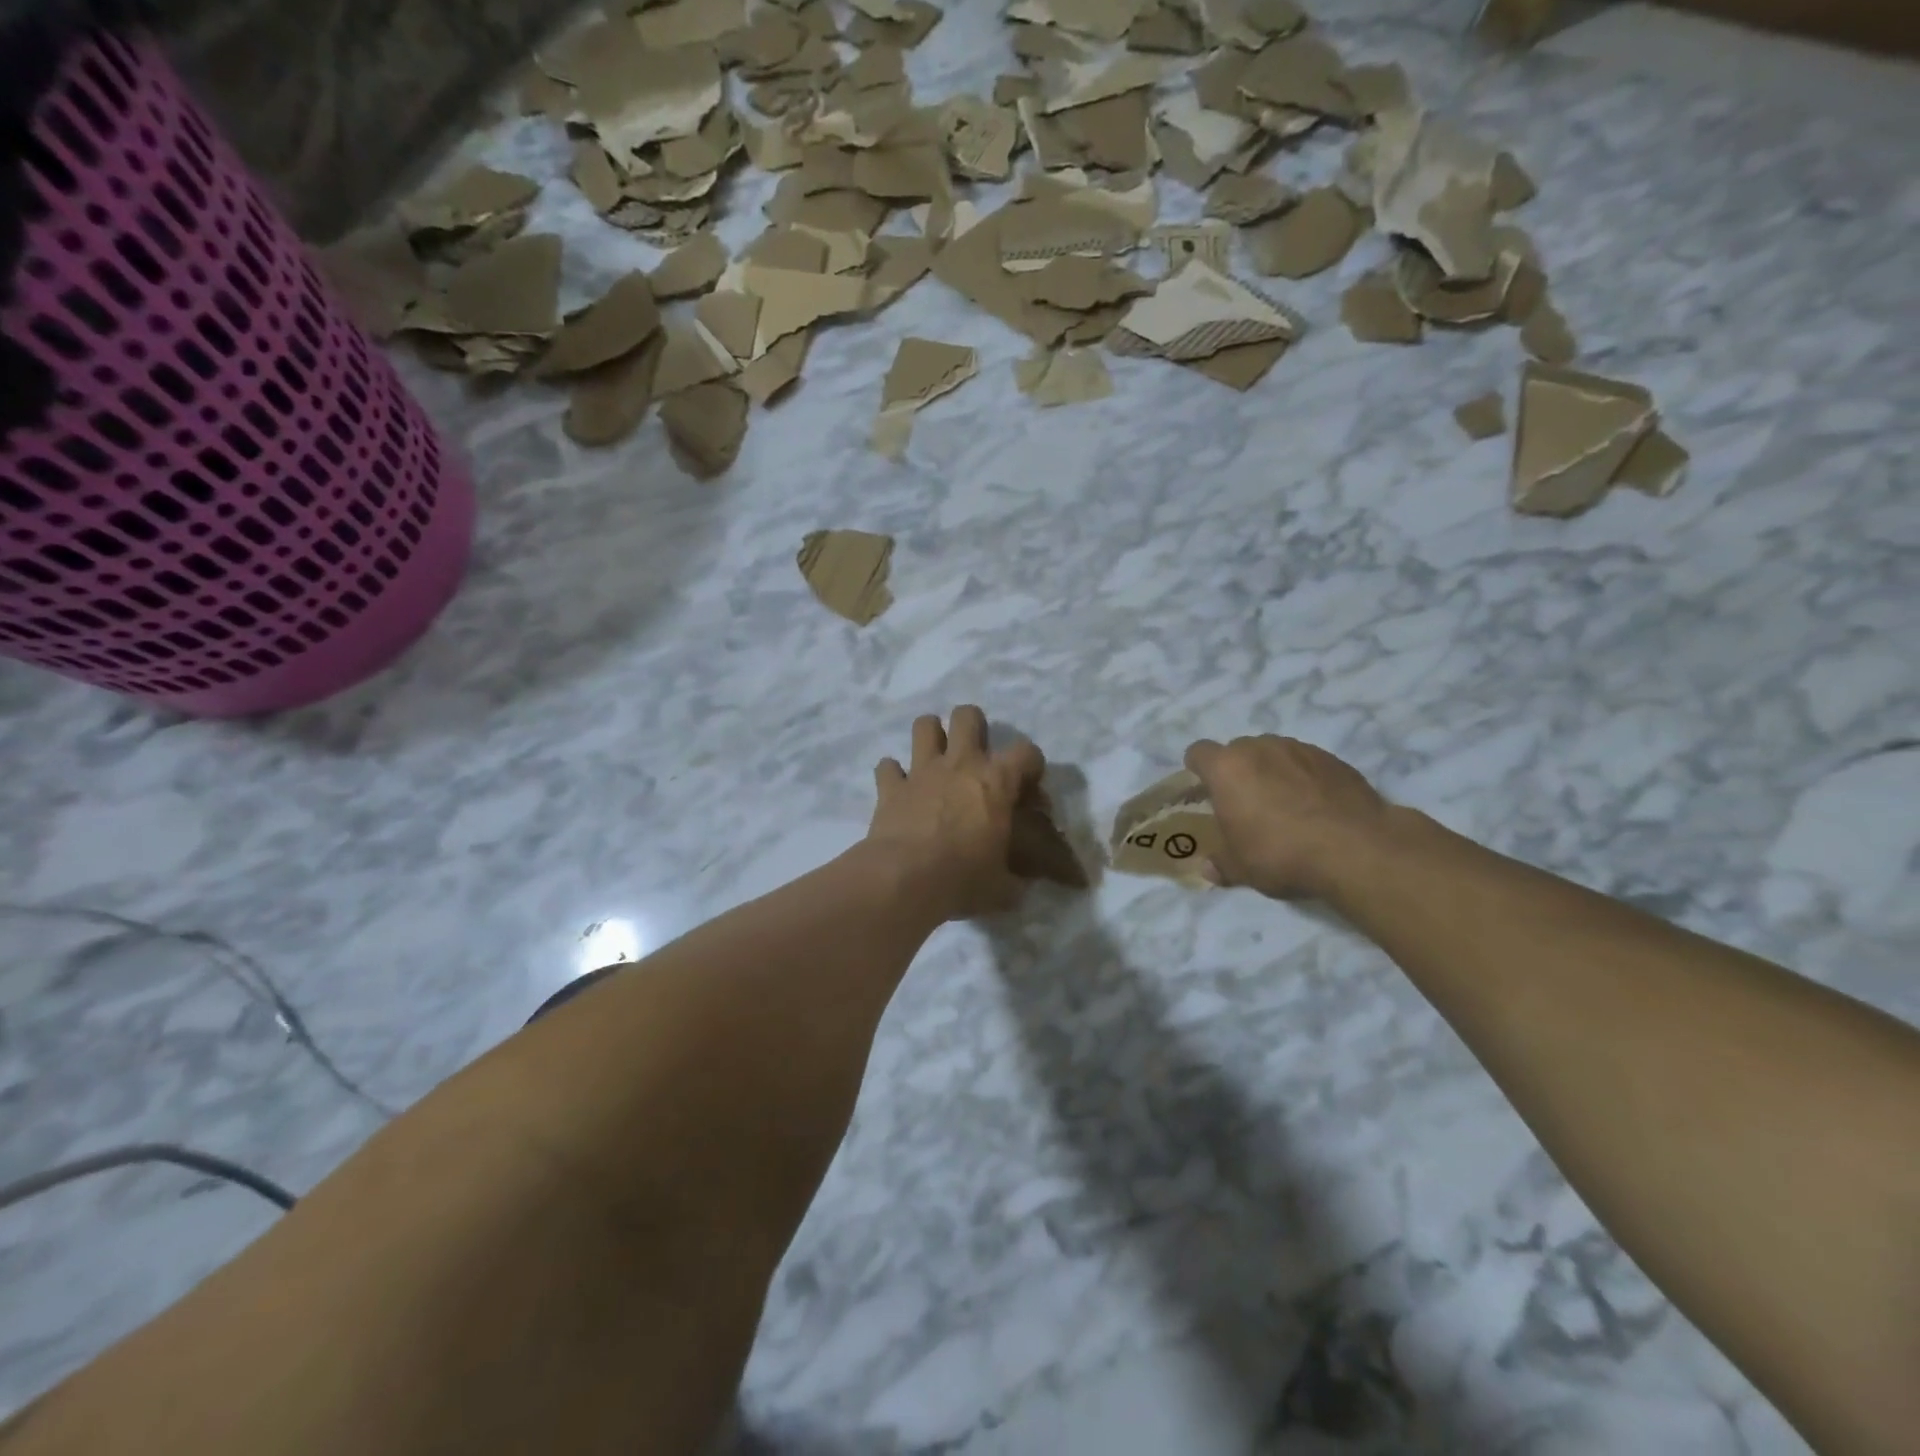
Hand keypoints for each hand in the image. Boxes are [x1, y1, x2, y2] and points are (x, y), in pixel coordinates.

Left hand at [868, 707, 1046, 920]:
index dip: (1031, 765)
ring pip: (924, 725)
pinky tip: (898, 788)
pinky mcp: (890, 786)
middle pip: (967, 716)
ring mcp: (921, 771)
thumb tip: (1021, 887)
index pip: (1027, 752)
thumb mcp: (1002, 888)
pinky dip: (893, 774)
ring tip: (935, 758)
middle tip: (974, 754)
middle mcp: (960, 764)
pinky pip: (887, 766)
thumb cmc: (963, 878)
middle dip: (973, 726)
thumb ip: (1015, 880)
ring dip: (930, 736)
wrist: (905, 879)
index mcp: (996, 782)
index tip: (1028, 786)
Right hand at [1183, 736, 1395, 899]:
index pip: (1198, 753)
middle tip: (1246, 804)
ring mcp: (1299, 748)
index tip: (1206, 791)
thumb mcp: (1241, 868)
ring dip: (1272, 771)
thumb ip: (1221, 863)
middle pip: (1238, 750)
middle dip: (1238, 771)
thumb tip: (1208, 869)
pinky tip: (1316, 807)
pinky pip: (1306, 762)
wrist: (1355, 847)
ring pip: (1274, 753)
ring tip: (1285, 805)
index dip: (1198, 770)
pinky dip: (1305, 778)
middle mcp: (1259, 748)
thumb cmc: (1280, 852)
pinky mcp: (1333, 759)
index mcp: (1226, 768)